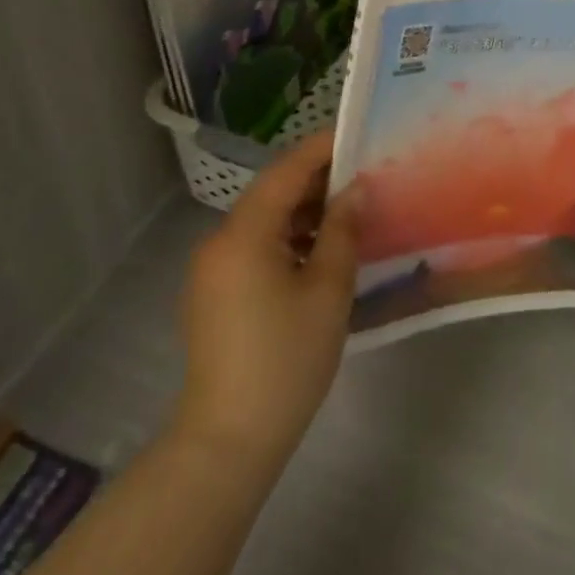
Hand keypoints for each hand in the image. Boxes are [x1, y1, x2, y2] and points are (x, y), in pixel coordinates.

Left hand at [175, 130, 358, 466]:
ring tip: (348, 211)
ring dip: (302, 211)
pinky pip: (253, 246)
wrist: (227, 441)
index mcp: (244, 233)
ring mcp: (211, 268)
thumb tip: (355, 189)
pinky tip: (318, 251)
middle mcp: (219, 240)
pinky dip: (286, 238)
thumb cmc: (286, 360)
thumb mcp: (327, 291)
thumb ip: (342, 231)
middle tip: (363, 172)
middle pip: (271, 192)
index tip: (358, 133)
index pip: (286, 170)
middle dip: (316, 179)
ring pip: (262, 220)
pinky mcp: (213, 293)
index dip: (322, 148)